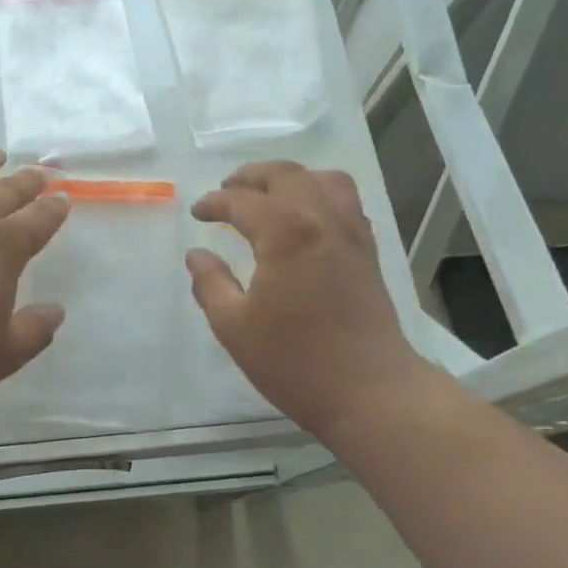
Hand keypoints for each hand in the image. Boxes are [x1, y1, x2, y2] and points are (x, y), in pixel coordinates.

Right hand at [188, 162, 435, 443]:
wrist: (371, 391)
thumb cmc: (296, 361)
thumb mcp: (235, 327)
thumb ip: (210, 284)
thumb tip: (196, 255)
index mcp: (285, 233)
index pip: (243, 201)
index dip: (215, 203)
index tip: (197, 214)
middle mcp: (321, 220)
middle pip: (286, 176)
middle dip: (251, 177)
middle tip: (227, 190)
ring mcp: (351, 234)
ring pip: (324, 180)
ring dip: (291, 179)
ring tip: (269, 195)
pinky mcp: (368, 253)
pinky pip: (346, 203)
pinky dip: (320, 195)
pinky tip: (306, 220)